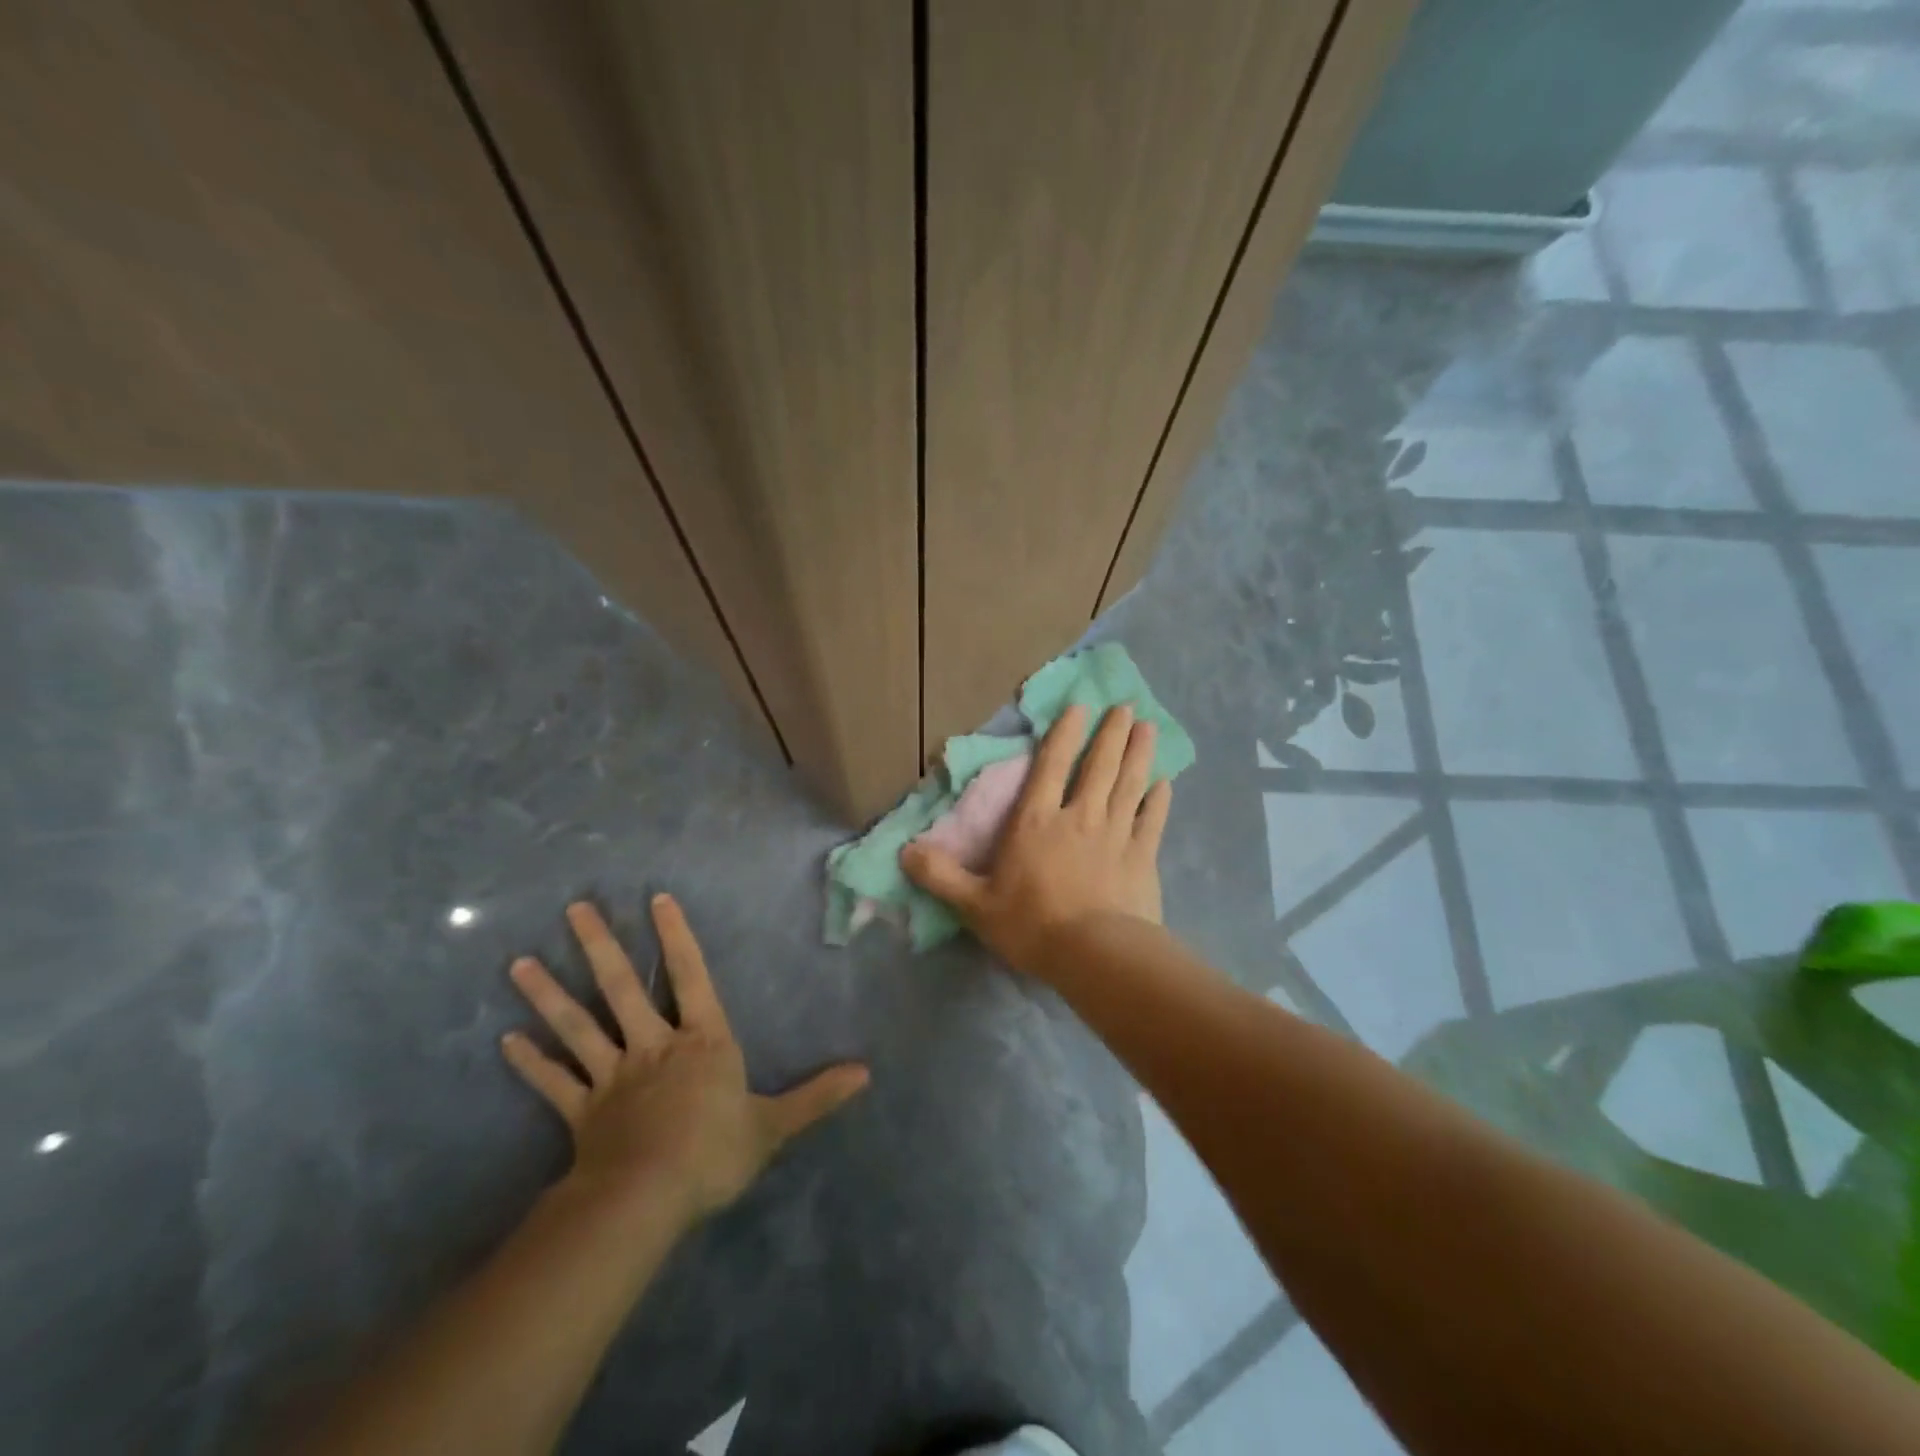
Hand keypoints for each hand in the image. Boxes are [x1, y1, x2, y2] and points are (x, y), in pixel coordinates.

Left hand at [501, 895, 869, 1228]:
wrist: (647, 1200)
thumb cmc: (714, 1152)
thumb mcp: (774, 1125)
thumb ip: (817, 1096)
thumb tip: (866, 1073)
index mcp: (702, 1040)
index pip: (690, 976)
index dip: (676, 937)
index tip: (656, 899)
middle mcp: (654, 1046)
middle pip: (622, 988)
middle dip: (600, 946)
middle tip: (575, 908)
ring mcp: (612, 1077)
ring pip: (578, 1027)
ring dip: (549, 995)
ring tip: (519, 964)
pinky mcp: (582, 1112)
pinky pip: (554, 1083)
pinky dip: (531, 1063)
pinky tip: (506, 1041)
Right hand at [901, 703, 1171, 976]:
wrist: (1094, 955)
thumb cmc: (1031, 925)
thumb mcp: (974, 904)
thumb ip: (940, 875)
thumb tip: (904, 851)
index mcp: (1037, 821)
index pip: (1051, 766)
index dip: (1064, 734)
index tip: (1080, 707)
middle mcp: (1079, 817)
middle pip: (1098, 766)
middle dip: (1110, 734)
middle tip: (1124, 707)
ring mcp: (1116, 834)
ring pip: (1129, 783)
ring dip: (1139, 753)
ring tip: (1147, 727)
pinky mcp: (1143, 857)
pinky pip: (1152, 820)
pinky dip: (1159, 799)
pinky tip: (1166, 783)